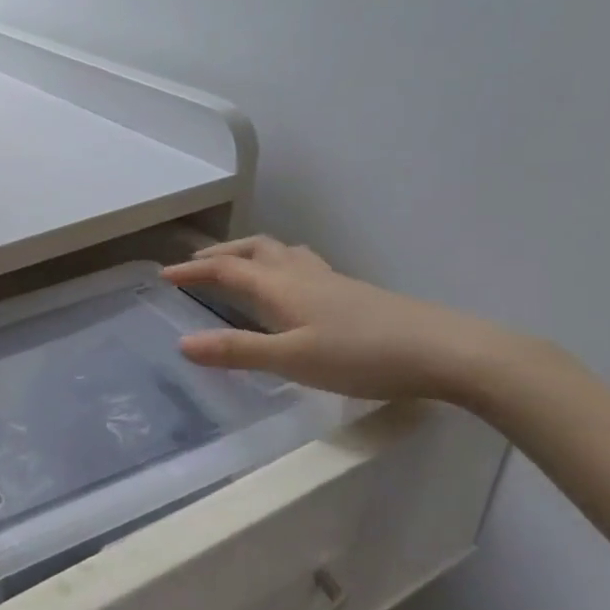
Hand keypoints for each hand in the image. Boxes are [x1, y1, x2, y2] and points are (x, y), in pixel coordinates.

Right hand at [162, 235, 512, 401]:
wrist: (445, 350)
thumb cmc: (362, 356)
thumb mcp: (292, 360)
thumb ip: (237, 351)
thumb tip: (182, 343)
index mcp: (280, 286)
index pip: (226, 269)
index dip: (193, 270)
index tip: (164, 275)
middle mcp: (301, 274)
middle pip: (253, 249)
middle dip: (221, 253)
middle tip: (197, 265)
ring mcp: (331, 280)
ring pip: (281, 252)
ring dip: (252, 253)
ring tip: (240, 266)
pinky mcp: (353, 292)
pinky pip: (303, 265)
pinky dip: (280, 265)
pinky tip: (295, 289)